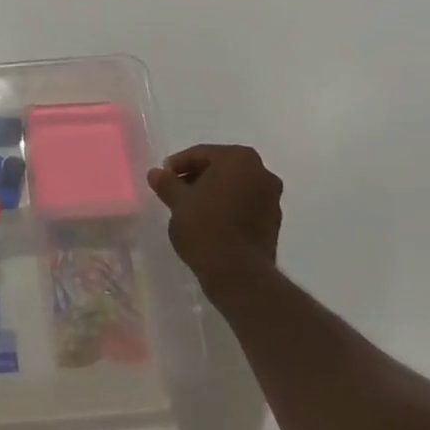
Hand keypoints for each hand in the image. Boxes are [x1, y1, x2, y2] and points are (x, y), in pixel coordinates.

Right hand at [147, 144, 283, 299]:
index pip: (201, 154)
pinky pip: (245, 205)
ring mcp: (271, 198)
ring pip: (234, 186)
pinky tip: (210, 222)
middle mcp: (261, 172)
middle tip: (175, 191)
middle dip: (196, 177)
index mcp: (238, 159)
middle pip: (220, 168)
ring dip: (213, 192)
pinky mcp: (274, 222)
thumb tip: (156, 173)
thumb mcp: (178, 202)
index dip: (178, 165)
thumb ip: (167, 183)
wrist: (238, 274)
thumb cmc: (205, 227)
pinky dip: (227, 207)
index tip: (163, 178)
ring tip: (190, 208)